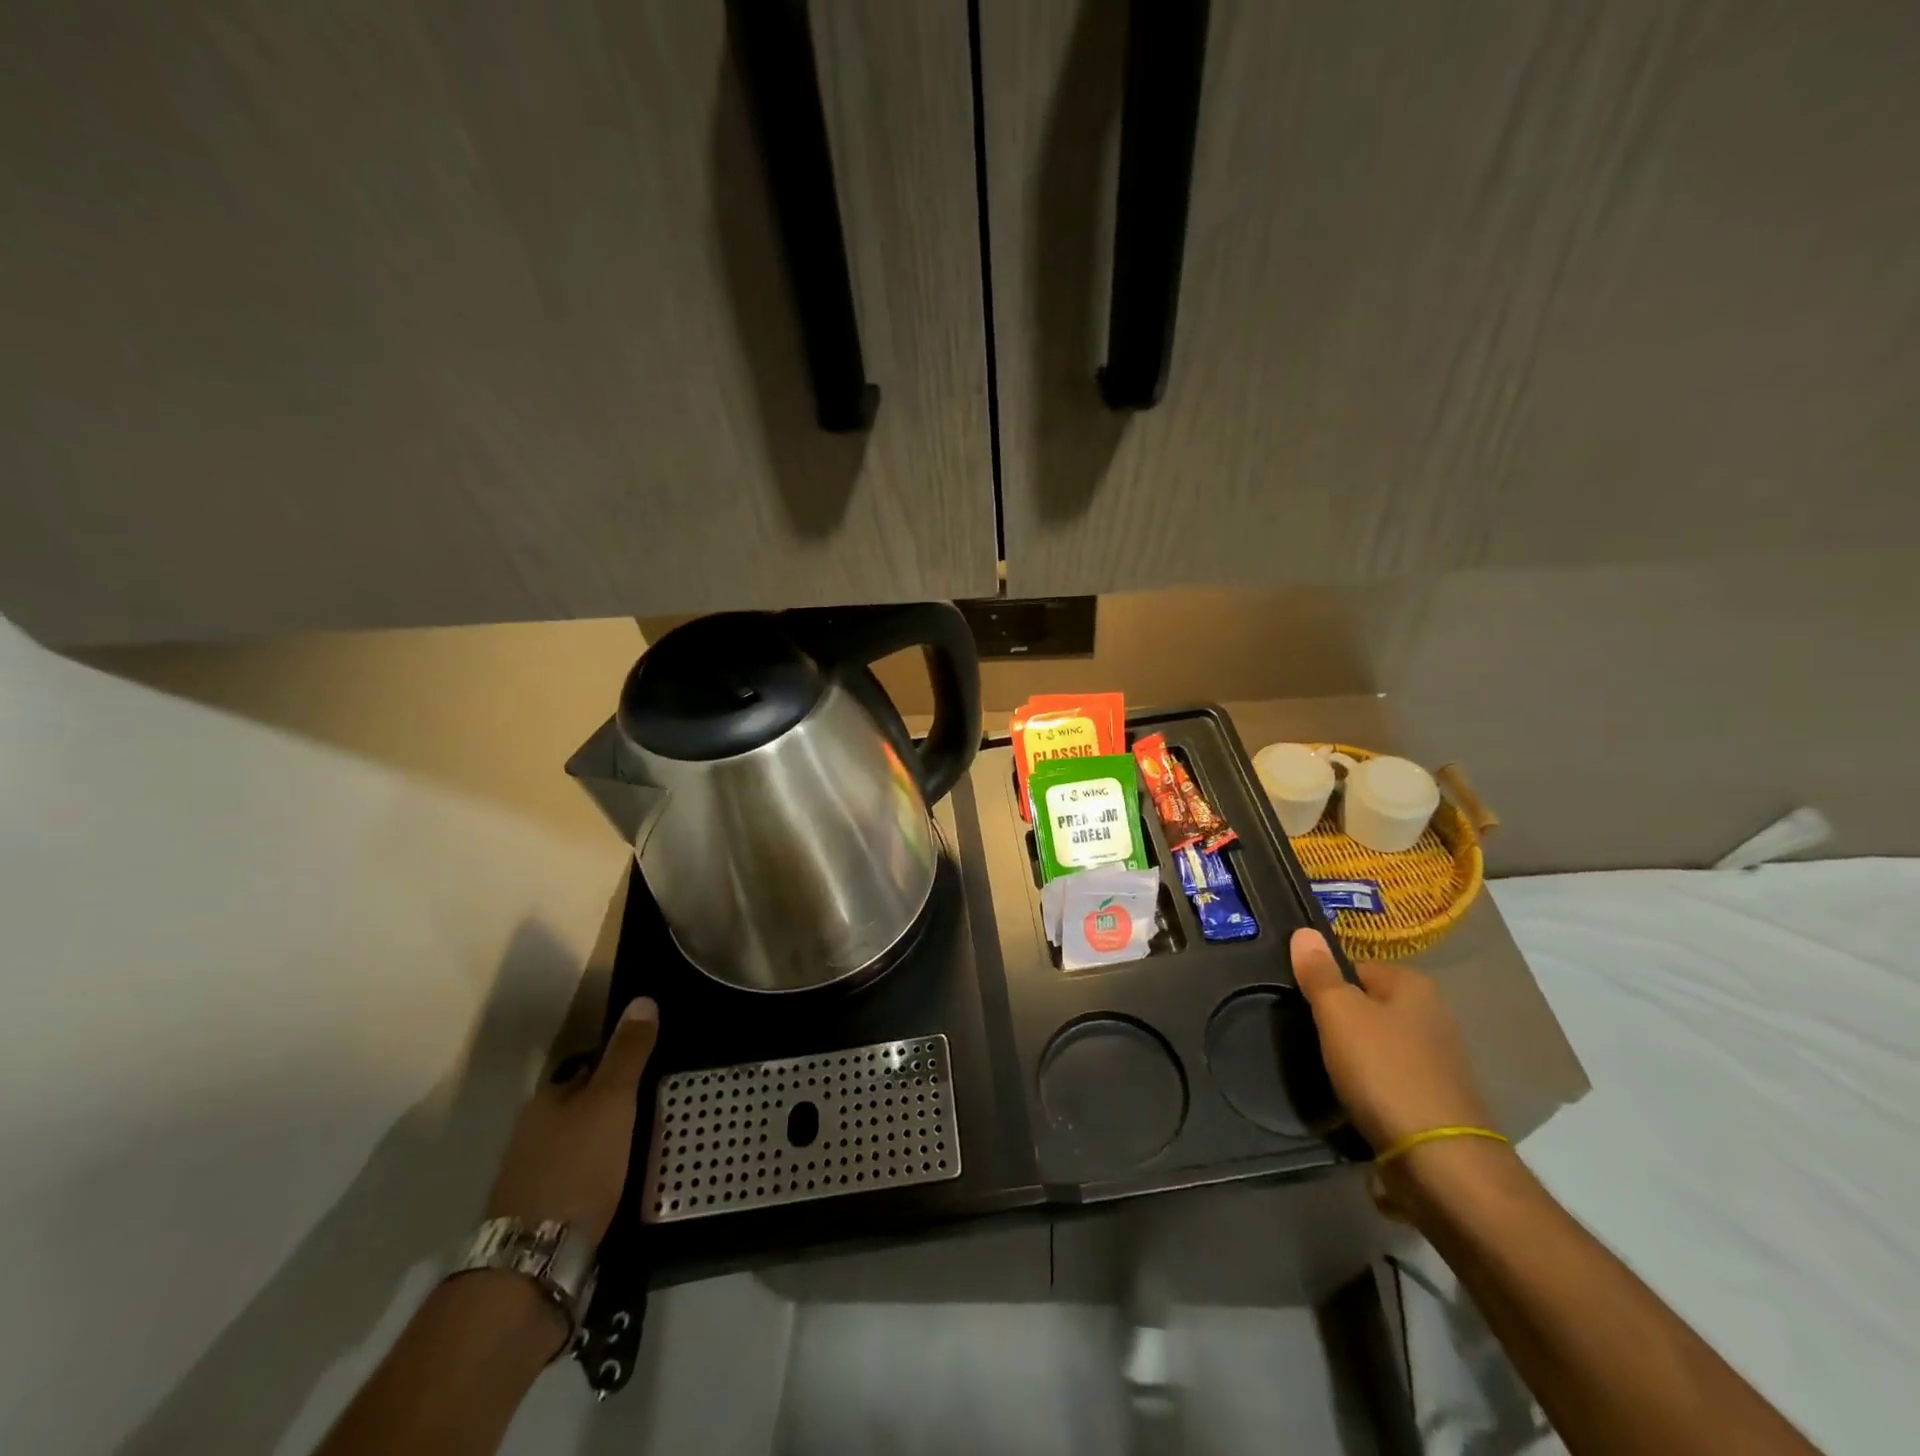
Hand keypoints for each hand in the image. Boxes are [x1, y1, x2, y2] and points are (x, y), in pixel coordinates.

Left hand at [486, 996, 658, 1248]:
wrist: (535, 1264)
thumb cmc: (577, 1168)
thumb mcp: (612, 1101)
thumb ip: (628, 1053)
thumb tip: (642, 999)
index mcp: (547, 1100)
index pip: (586, 1065)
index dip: (619, 1061)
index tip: (654, 1062)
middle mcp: (534, 1133)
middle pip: (583, 1105)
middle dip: (617, 1103)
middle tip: (663, 1100)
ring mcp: (534, 1176)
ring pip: (582, 1143)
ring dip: (611, 1140)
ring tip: (653, 1140)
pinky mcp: (543, 1214)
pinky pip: (582, 1177)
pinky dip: (603, 1174)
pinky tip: (627, 1181)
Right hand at [1288, 928, 1492, 1155]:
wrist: (1440, 1162)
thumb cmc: (1384, 1071)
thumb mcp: (1339, 1013)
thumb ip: (1318, 973)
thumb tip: (1304, 932)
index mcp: (1414, 986)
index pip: (1356, 966)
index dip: (1326, 981)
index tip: (1301, 1002)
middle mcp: (1434, 1017)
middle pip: (1369, 1006)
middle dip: (1341, 1020)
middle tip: (1307, 1035)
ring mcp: (1439, 1062)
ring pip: (1379, 1045)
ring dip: (1355, 1057)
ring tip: (1325, 1070)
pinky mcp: (1436, 1102)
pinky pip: (1391, 1081)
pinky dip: (1371, 1088)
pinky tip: (1352, 1100)